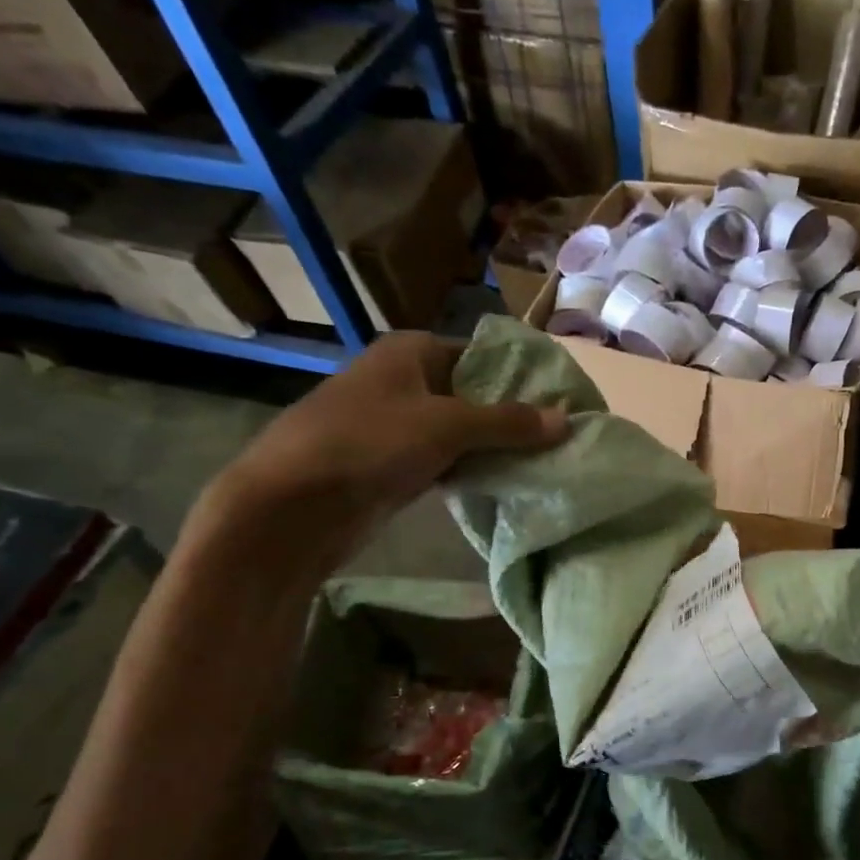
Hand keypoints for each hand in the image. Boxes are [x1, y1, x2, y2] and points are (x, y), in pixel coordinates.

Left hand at [196, 332, 567, 574]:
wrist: (293, 507)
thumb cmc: (369, 443)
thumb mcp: (448, 426)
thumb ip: (509, 423)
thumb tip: (566, 420)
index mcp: (410, 352)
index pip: (481, 354)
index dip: (522, 374)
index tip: (563, 398)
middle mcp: (404, 381)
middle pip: (474, 393)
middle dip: (514, 415)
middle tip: (563, 434)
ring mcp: (397, 425)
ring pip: (462, 431)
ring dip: (496, 447)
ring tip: (548, 459)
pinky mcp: (394, 465)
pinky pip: (446, 460)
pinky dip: (472, 469)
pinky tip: (507, 482)